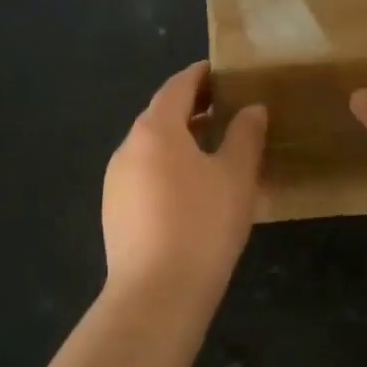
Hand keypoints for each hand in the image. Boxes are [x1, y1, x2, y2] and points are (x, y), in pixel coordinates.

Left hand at [102, 61, 266, 309]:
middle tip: (226, 108)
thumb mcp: (236, 176)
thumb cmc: (202, 225)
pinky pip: (145, 174)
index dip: (201, 75)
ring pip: (152, 146)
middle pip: (161, 114)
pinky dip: (168, 166)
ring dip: (180, 139)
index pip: (178, 86)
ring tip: (214, 148)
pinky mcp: (114, 210)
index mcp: (155, 129)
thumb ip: (246, 135)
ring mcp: (116, 180)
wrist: (155, 296)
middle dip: (192, 107)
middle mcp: (128, 147)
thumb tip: (252, 108)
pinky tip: (191, 189)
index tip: (222, 71)